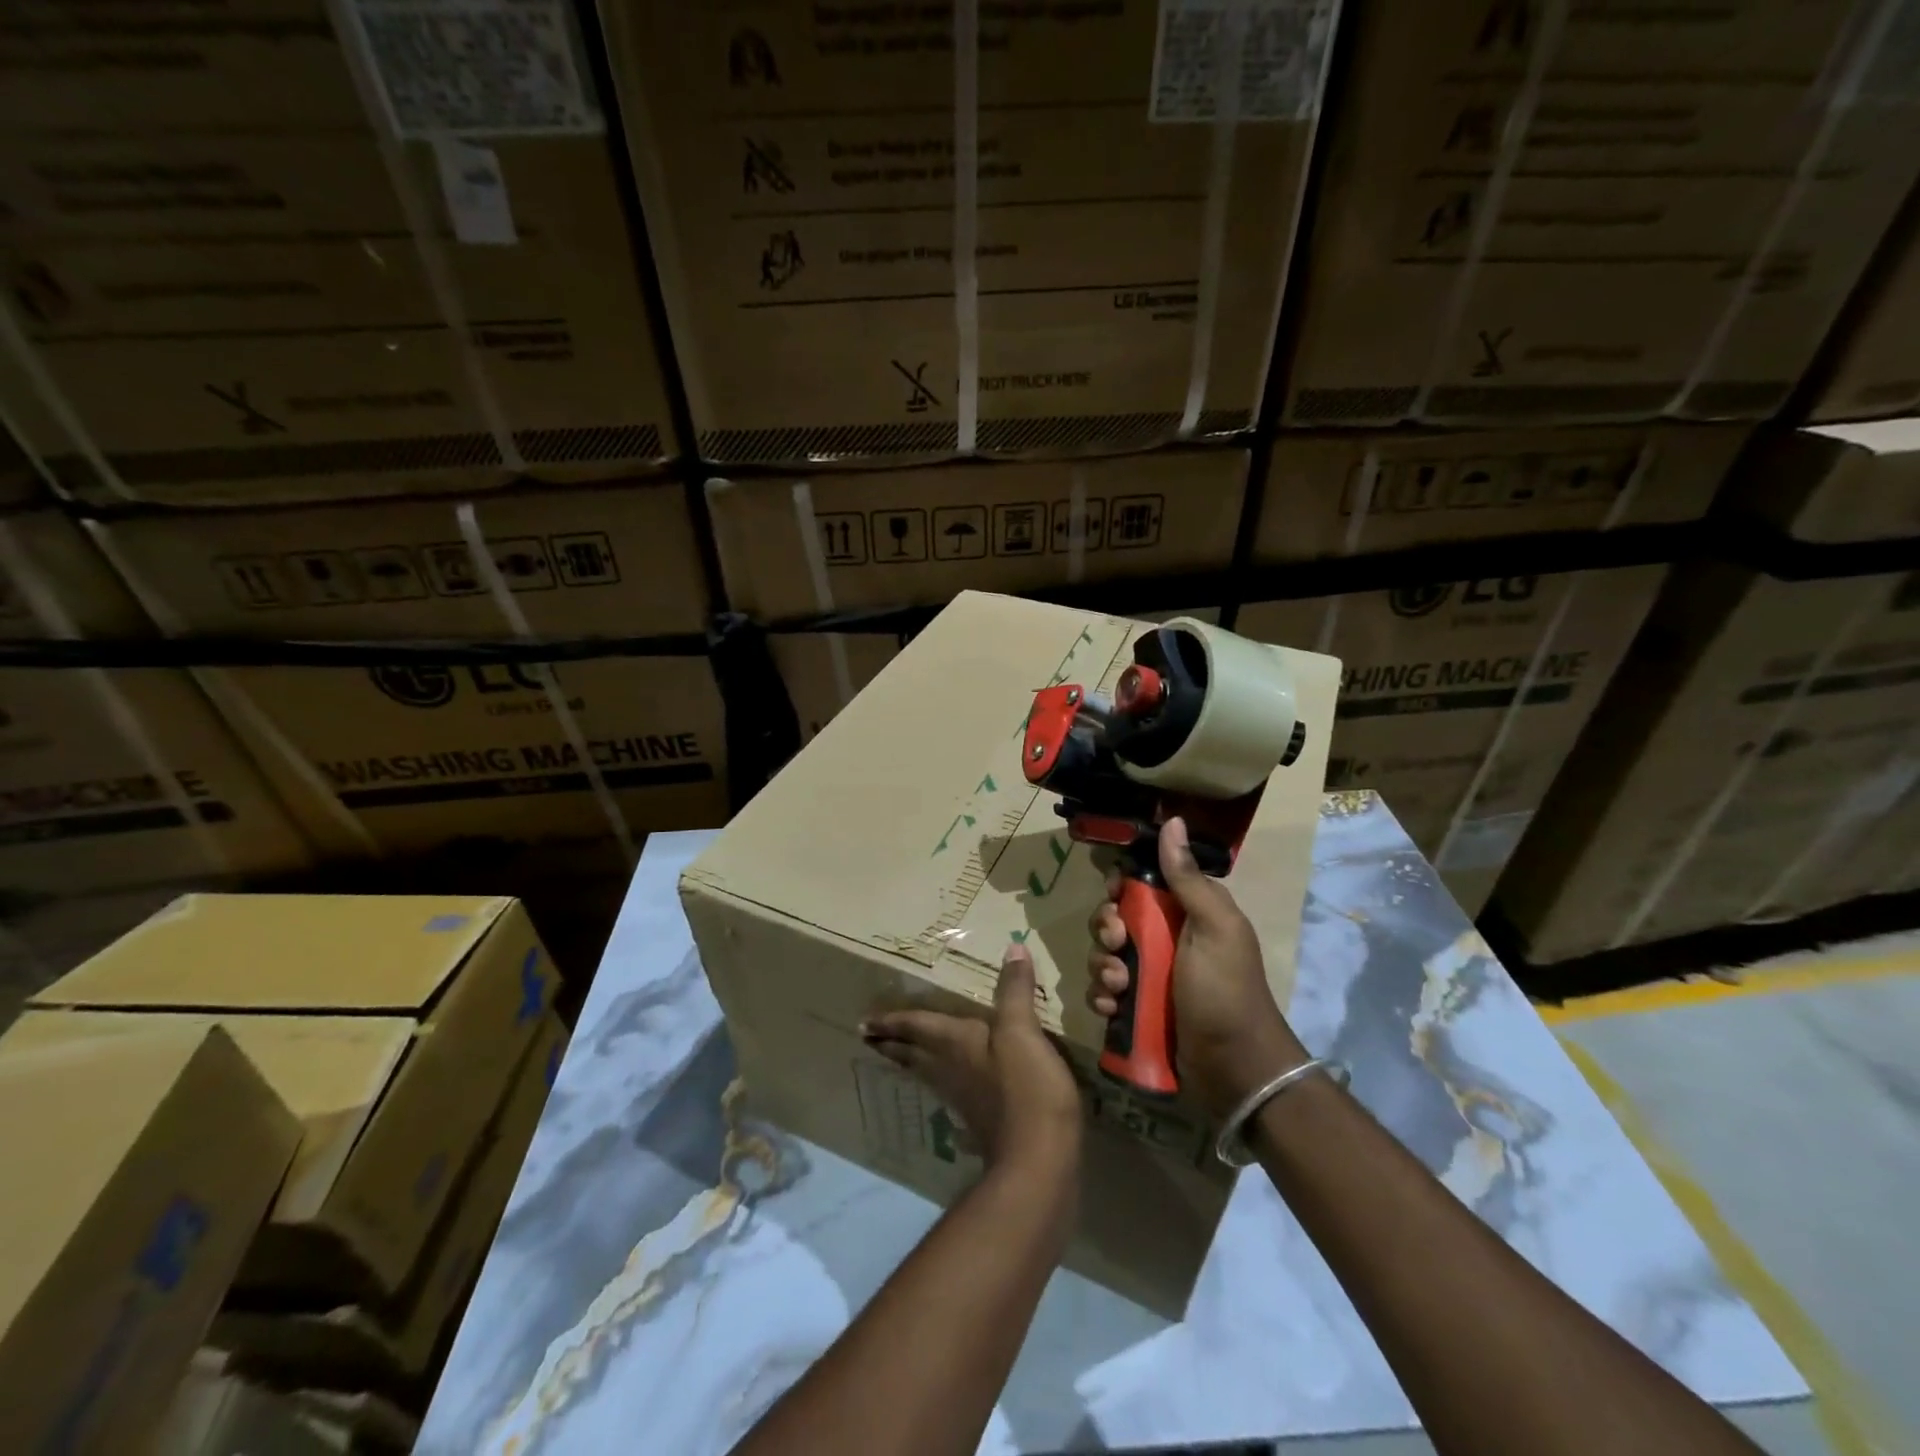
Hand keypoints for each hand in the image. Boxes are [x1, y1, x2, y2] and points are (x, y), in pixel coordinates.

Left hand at [862, 944, 1082, 1174]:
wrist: (1038, 1160)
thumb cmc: (1025, 1088)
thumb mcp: (1021, 1030)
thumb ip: (1014, 990)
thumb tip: (1013, 948)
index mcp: (954, 1043)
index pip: (915, 1026)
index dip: (891, 1021)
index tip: (863, 1022)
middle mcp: (950, 1069)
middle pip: (912, 1053)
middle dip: (891, 1042)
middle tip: (868, 1036)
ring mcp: (963, 1097)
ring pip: (927, 1072)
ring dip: (910, 1061)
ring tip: (897, 1054)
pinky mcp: (981, 1119)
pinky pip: (948, 1089)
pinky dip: (938, 1080)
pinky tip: (947, 1086)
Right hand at [1084, 817, 1307, 1120]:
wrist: (1234, 1069)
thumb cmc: (1226, 990)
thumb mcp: (1214, 927)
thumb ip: (1187, 878)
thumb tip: (1173, 821)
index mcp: (1185, 914)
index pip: (1140, 886)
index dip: (1121, 889)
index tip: (1116, 897)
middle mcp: (1164, 941)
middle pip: (1114, 919)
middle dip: (1106, 930)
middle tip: (1117, 944)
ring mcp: (1149, 977)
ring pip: (1104, 956)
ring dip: (1103, 968)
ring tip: (1121, 987)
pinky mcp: (1136, 1009)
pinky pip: (1103, 991)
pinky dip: (1103, 997)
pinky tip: (1114, 1008)